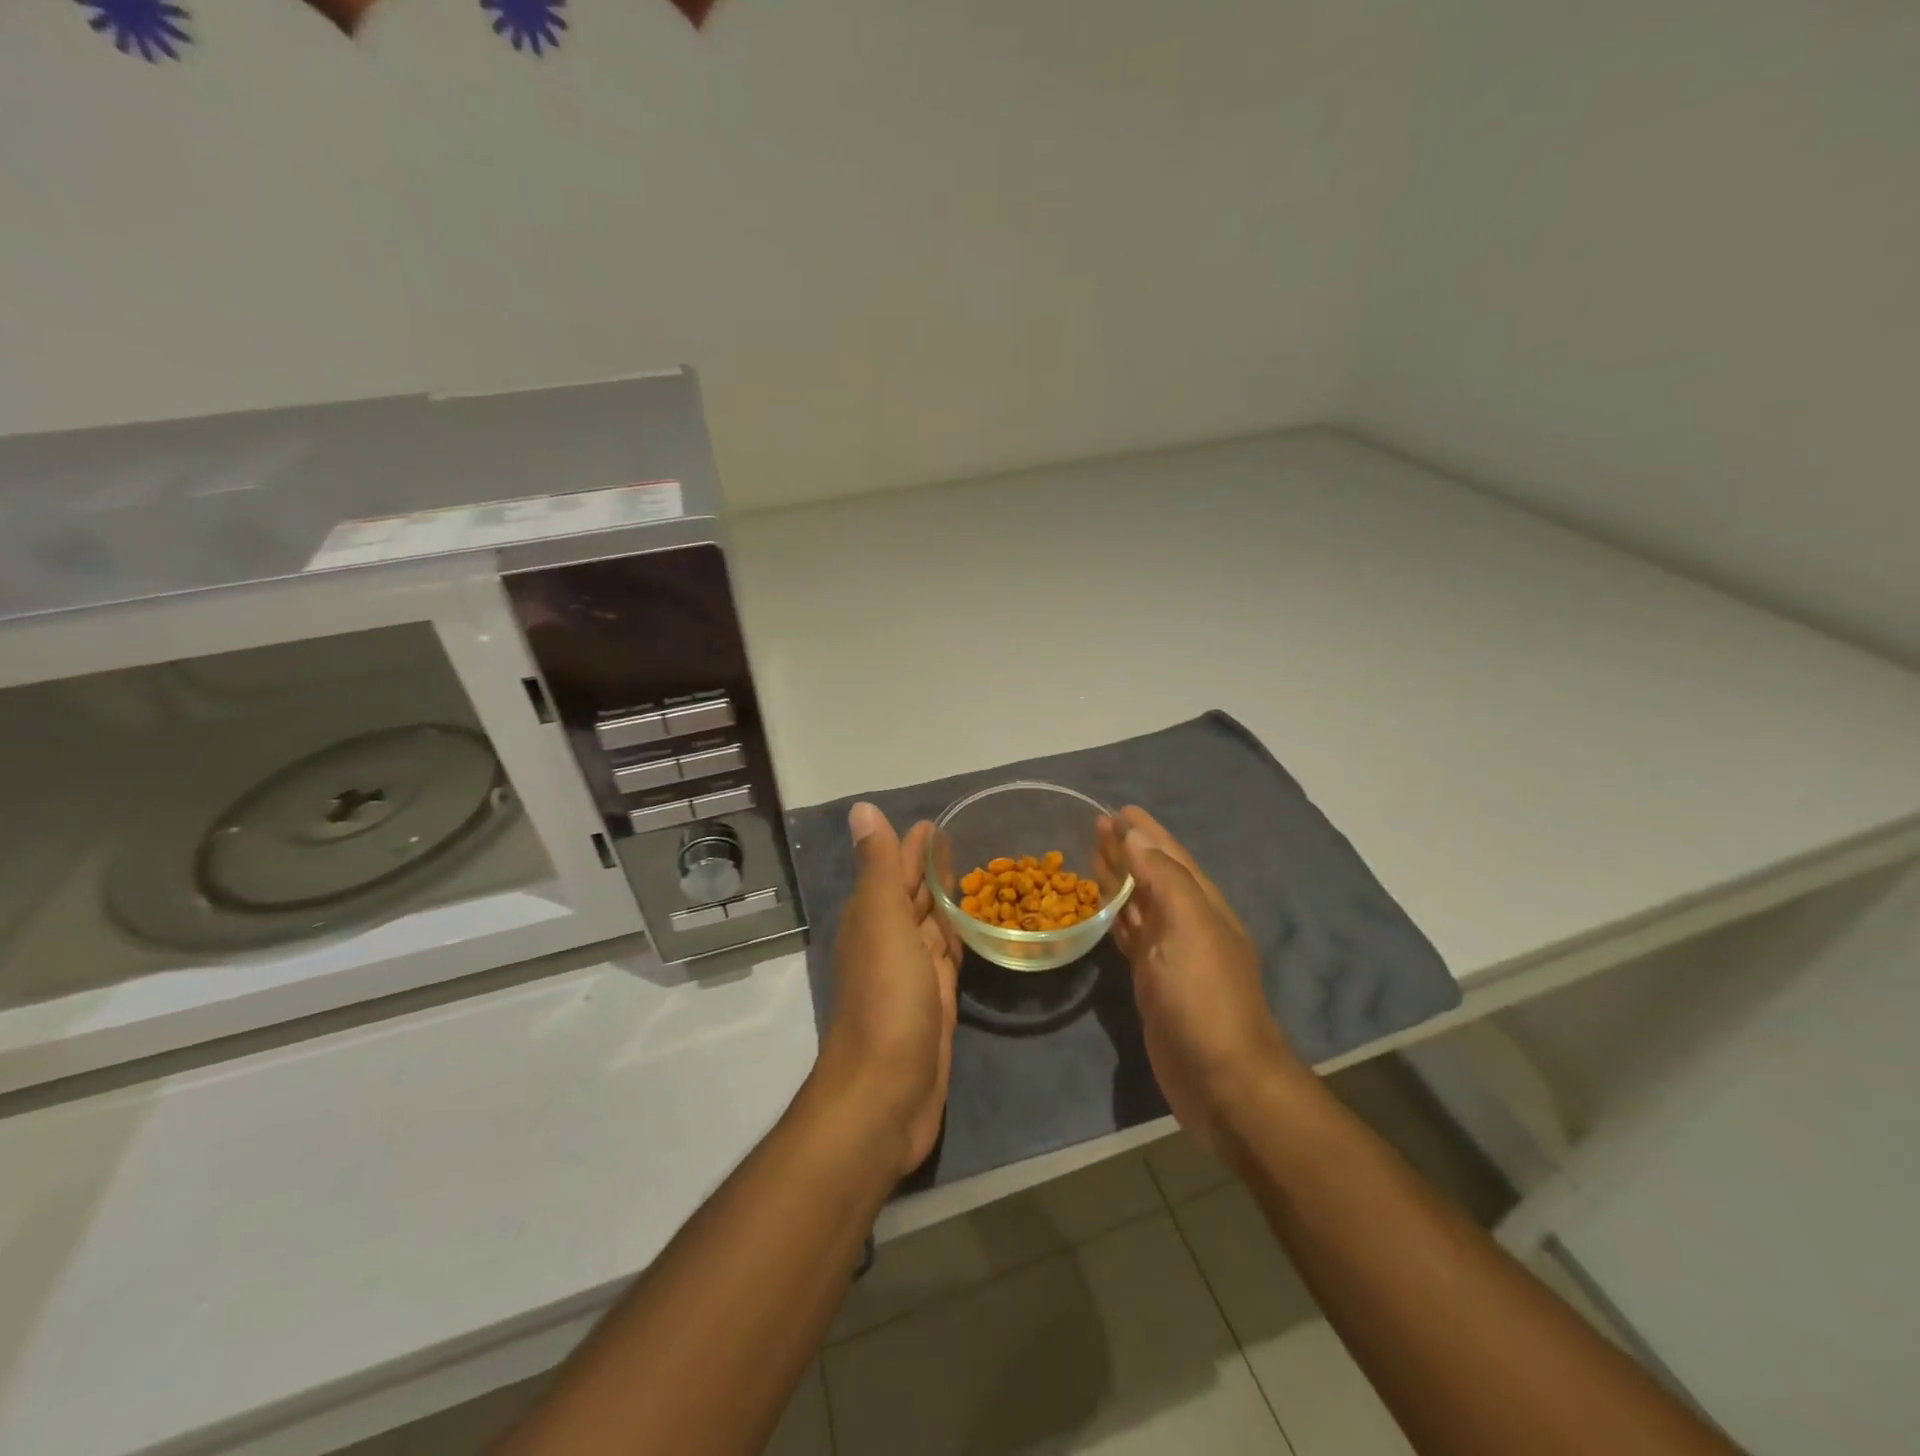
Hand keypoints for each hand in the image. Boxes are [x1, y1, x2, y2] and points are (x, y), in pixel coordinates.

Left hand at [817, 803, 961, 1177]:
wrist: (887, 1093)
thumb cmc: (887, 999)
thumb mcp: (882, 921)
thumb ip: (877, 867)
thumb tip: (862, 809)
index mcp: (873, 918)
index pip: (894, 869)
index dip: (912, 846)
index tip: (938, 822)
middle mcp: (889, 941)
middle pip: (913, 896)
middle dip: (932, 869)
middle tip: (967, 843)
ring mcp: (913, 974)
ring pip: (933, 926)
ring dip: (948, 902)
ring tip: (978, 876)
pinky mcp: (936, 1002)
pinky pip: (949, 958)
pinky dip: (960, 938)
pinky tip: (975, 928)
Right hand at [1099, 807, 1305, 1159]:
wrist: (1222, 1081)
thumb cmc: (1205, 998)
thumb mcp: (1190, 928)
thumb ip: (1164, 878)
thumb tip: (1136, 837)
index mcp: (1202, 905)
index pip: (1170, 856)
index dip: (1147, 832)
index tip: (1120, 808)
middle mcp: (1188, 924)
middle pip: (1153, 876)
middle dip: (1128, 849)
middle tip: (1096, 824)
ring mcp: (1170, 955)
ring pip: (1139, 905)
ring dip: (1119, 879)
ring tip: (1092, 855)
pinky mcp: (1152, 982)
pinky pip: (1130, 937)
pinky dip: (1115, 918)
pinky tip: (1100, 910)